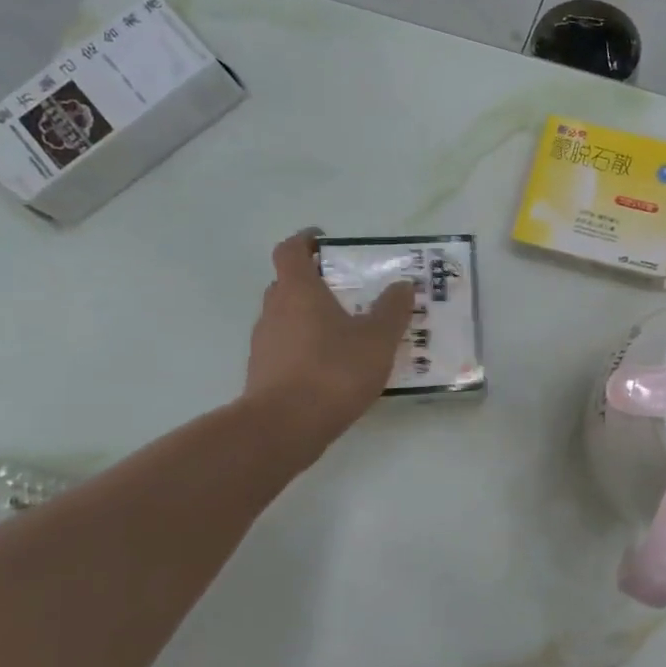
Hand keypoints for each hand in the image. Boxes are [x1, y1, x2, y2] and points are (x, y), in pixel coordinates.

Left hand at [244, 230, 414, 448]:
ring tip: (347, 334)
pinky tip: (333, 367)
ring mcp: (264, 343)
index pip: (291, 250)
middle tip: (348, 292)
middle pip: (288, 284)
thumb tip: (402, 285)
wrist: (284, 426)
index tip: (324, 240)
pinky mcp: (264, 373)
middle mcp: (274, 310)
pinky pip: (287, 348)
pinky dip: (307, 348)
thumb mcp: (377, 339)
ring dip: (311, 318)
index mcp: (298, 291)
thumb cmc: (333, 370)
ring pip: (287, 318)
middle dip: (315, 283)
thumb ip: (392, 309)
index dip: (306, 241)